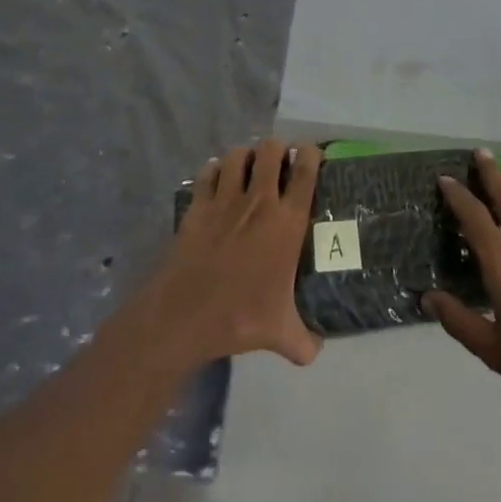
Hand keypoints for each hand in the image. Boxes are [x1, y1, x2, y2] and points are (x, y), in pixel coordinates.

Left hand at [141, 138, 322, 368]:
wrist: (183, 316)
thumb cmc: (239, 317)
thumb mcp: (279, 334)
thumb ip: (303, 341)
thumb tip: (316, 352)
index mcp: (287, 223)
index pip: (306, 171)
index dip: (311, 155)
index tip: (312, 156)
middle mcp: (259, 201)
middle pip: (271, 150)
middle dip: (278, 149)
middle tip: (280, 162)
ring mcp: (225, 200)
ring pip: (238, 155)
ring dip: (246, 156)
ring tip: (249, 167)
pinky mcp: (197, 206)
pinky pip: (208, 173)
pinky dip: (214, 171)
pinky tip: (217, 181)